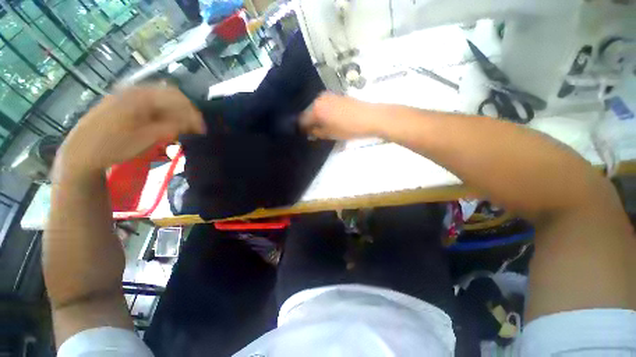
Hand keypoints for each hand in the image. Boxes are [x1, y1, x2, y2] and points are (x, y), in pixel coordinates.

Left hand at [58, 86, 204, 173]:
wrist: (80, 152)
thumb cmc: (112, 147)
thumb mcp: (146, 139)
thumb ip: (171, 128)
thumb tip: (191, 124)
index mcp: (141, 97)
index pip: (177, 98)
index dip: (193, 114)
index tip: (202, 129)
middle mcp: (135, 90)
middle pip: (170, 96)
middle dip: (186, 112)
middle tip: (194, 129)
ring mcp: (127, 95)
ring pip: (161, 99)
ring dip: (175, 113)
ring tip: (182, 128)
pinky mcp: (123, 102)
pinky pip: (150, 103)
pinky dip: (163, 113)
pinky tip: (165, 124)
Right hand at [300, 92, 382, 139]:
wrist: (370, 117)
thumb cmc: (348, 128)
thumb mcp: (330, 134)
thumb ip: (316, 132)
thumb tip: (309, 131)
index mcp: (316, 109)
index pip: (302, 120)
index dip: (301, 128)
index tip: (304, 134)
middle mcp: (319, 99)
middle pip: (308, 112)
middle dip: (309, 121)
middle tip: (314, 131)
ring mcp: (328, 95)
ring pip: (316, 107)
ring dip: (317, 116)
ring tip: (323, 125)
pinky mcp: (336, 95)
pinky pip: (324, 104)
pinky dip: (324, 111)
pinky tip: (330, 118)